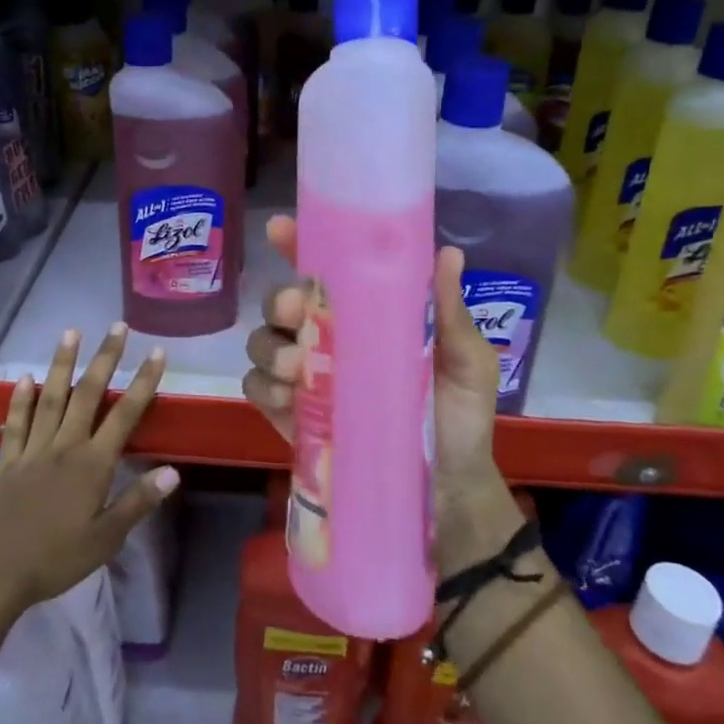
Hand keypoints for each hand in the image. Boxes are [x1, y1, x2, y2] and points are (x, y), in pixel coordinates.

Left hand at [0, 325, 179, 614]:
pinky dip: (20, 399)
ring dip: (62, 364)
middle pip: (88, 394)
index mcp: (93, 464)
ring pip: (50, 398)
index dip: (143, 382)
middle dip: (105, 358)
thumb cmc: (56, 559)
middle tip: (117, 327)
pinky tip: (25, 378)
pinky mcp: (7, 461)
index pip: (125, 415)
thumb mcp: (106, 538)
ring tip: (70, 333)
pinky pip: (16, 423)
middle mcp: (64, 446)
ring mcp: (32, 450)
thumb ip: (138, 501)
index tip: (156, 352)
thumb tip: (173, 471)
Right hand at [242, 216, 518, 564]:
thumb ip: (449, 314)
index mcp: (366, 316)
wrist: (447, 494)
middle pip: (281, 304)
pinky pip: (256, 390)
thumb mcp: (467, 363)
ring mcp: (305, 379)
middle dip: (279, 301)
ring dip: (267, 348)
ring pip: (261, 343)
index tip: (280, 229)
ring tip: (293, 370)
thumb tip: (447, 254)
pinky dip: (261, 387)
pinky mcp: (290, 417)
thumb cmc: (460, 419)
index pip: (325, 270)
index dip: (297, 245)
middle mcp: (328, 339)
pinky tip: (285, 398)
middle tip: (295, 312)